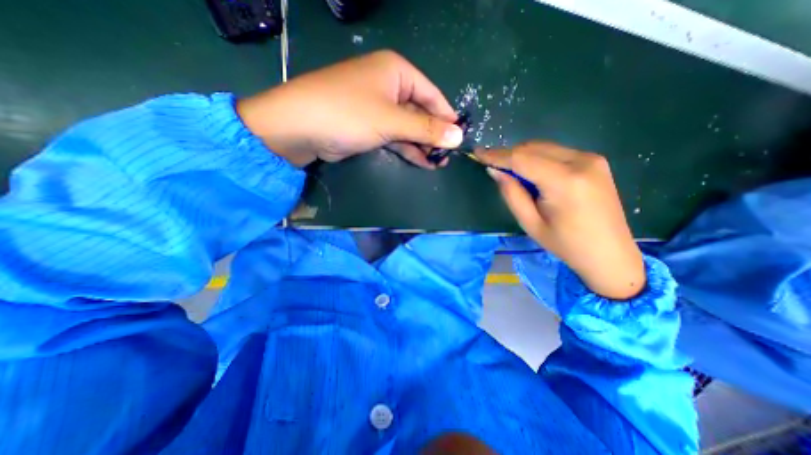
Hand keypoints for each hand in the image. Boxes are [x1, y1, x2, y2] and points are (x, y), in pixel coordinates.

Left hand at [234, 50, 461, 168]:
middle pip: (421, 112)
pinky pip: (395, 136)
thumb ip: (426, 129)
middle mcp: (389, 86)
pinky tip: (421, 162)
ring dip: (422, 145)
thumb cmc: (349, 113)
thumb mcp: (391, 121)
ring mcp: (378, 108)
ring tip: (437, 163)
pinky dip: (408, 149)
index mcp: (397, 72)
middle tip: (446, 157)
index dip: (446, 118)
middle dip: (433, 136)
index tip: (459, 139)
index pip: (432, 95)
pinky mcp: (370, 126)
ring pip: (408, 127)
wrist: (301, 127)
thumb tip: (458, 137)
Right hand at [477, 142, 646, 298]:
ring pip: (544, 147)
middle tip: (491, 166)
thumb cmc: (565, 244)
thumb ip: (511, 193)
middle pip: (532, 148)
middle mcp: (581, 161)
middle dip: (508, 155)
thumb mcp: (530, 223)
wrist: (610, 253)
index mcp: (564, 182)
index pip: (522, 159)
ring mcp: (591, 158)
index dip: (496, 155)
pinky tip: (531, 173)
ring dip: (522, 156)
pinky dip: (537, 158)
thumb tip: (495, 171)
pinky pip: (556, 152)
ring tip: (509, 172)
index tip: (477, 152)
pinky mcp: (595, 161)